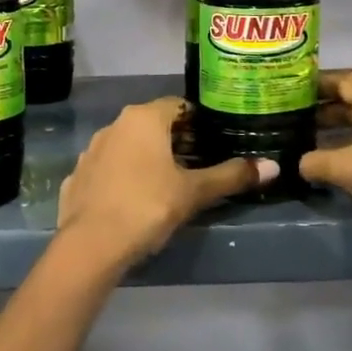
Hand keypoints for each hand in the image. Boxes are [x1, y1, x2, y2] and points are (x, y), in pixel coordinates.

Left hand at [58, 99, 275, 268]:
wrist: (90, 245)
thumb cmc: (147, 206)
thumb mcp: (193, 192)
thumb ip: (230, 176)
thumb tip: (273, 166)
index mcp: (143, 118)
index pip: (179, 105)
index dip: (200, 122)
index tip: (216, 142)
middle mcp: (114, 125)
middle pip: (154, 124)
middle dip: (177, 141)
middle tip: (200, 165)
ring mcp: (91, 151)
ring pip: (129, 146)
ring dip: (149, 158)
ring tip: (171, 184)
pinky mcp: (78, 177)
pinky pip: (110, 169)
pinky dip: (125, 177)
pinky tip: (136, 200)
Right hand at [300, 70, 351, 262]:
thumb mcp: (348, 167)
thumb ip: (316, 161)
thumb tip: (297, 163)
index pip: (340, 80)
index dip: (312, 85)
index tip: (284, 93)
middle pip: (350, 101)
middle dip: (319, 110)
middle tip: (286, 120)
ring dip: (334, 134)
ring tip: (301, 143)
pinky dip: (351, 151)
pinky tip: (329, 166)